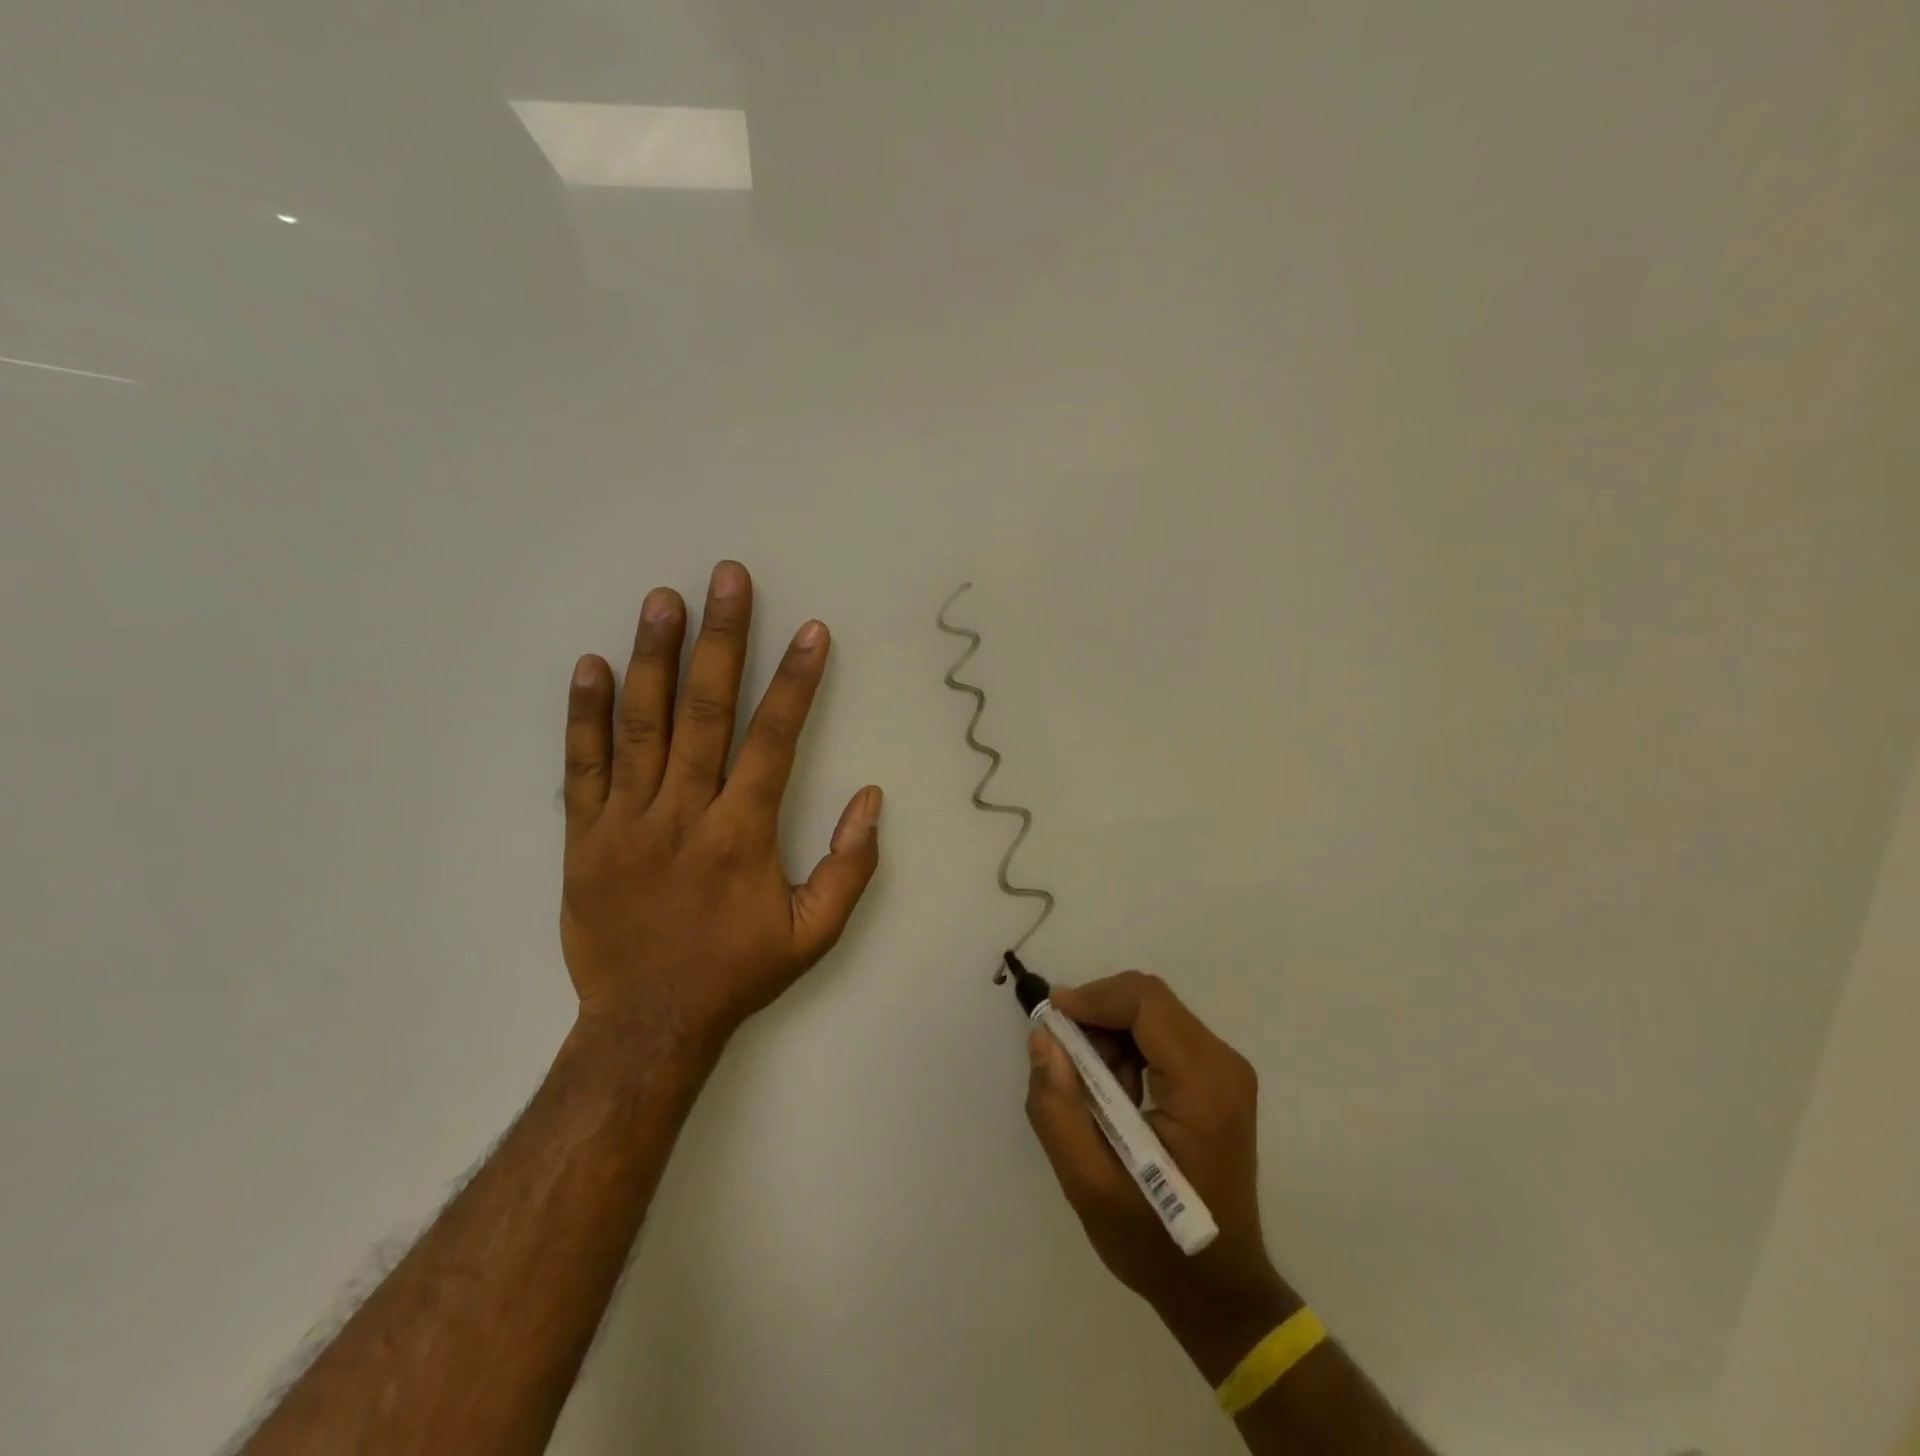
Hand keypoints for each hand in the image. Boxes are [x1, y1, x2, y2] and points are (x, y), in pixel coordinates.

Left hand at [557, 561, 881, 1064]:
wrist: (646, 1023)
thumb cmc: (736, 972)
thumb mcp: (814, 934)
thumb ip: (849, 866)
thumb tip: (871, 799)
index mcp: (741, 833)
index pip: (774, 739)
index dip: (797, 681)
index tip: (810, 630)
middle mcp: (684, 813)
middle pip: (706, 711)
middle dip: (722, 639)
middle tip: (727, 579)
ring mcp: (627, 821)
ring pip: (643, 725)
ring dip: (655, 658)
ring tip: (663, 600)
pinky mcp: (584, 836)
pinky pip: (582, 766)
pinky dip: (586, 714)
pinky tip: (592, 666)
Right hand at [1025, 973, 1291, 1357]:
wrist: (1220, 1290)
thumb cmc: (1156, 1244)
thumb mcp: (1089, 1186)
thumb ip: (1057, 1108)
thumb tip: (1042, 1036)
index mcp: (1203, 1086)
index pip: (1145, 1003)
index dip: (1092, 998)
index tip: (1049, 1019)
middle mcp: (1223, 1064)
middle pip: (1149, 1001)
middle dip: (1096, 1016)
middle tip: (1063, 1060)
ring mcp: (1225, 1070)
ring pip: (1153, 1012)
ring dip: (1109, 1034)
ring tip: (1089, 1090)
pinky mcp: (1218, 1078)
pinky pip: (1162, 1034)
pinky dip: (1126, 1048)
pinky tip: (1113, 1095)